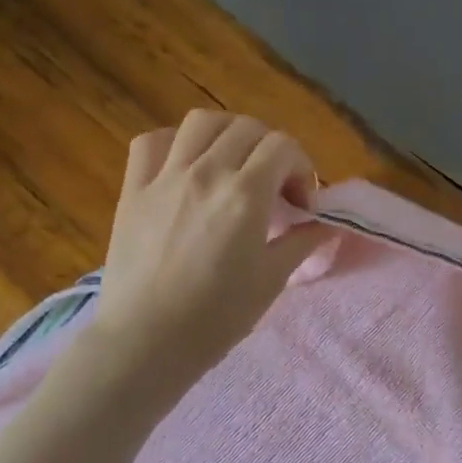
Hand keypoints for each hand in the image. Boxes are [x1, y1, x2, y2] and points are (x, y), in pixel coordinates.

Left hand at [90, 111, 331, 385]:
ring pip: (201, 122)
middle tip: (275, 185)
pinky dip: (176, 143)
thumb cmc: (218, 317)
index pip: (283, 147)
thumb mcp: (272, 280)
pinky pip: (152, 142)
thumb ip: (303, 242)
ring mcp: (165, 176)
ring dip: (228, 135)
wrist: (148, 340)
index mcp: (246, 194)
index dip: (302, 167)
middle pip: (247, 128)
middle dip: (271, 149)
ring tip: (234, 164)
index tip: (302, 203)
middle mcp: (206, 172)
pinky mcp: (133, 189)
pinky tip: (186, 166)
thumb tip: (328, 223)